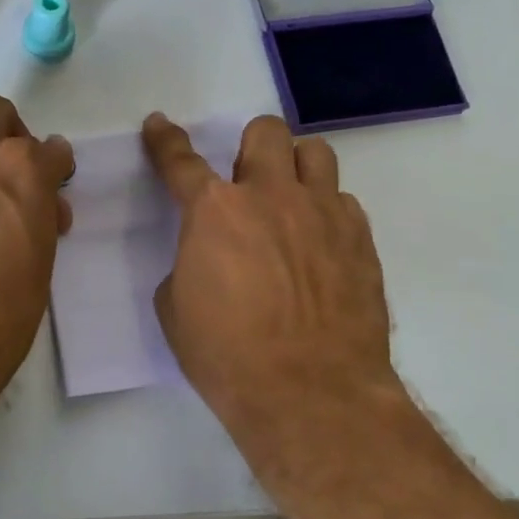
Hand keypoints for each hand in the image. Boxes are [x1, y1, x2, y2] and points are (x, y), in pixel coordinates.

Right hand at [143, 112, 395, 428]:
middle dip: (250, 147)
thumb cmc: (228, 357)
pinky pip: (343, 201)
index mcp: (215, 211)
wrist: (311, 393)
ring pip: (316, 153)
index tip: (159, 124)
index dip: (165, 139)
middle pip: (265, 132)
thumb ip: (189, 264)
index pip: (181, 161)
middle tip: (246, 181)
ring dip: (296, 168)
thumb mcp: (177, 310)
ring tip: (291, 200)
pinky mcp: (360, 238)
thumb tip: (208, 258)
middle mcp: (271, 196)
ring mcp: (322, 212)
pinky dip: (326, 212)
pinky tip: (320, 245)